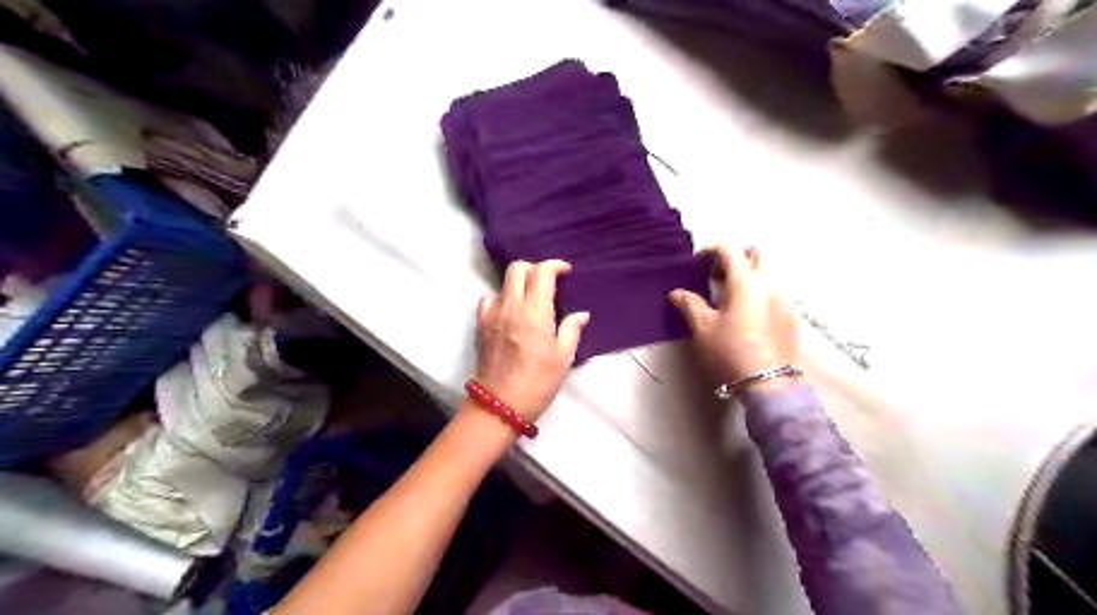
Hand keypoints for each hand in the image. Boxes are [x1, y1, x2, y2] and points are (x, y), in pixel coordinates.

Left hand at [473, 260, 586, 422]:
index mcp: (535, 311)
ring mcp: (492, 314)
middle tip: (547, 281)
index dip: (555, 265)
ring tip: (529, 299)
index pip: (542, 272)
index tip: (565, 271)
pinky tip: (509, 313)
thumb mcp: (564, 357)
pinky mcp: (480, 325)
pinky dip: (500, 299)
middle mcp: (511, 305)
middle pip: (517, 268)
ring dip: (517, 284)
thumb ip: (571, 330)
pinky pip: (488, 300)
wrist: (500, 404)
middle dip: (534, 268)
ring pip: (502, 283)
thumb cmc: (538, 381)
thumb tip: (581, 314)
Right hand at [669, 245, 797, 383]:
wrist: (767, 384)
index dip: (710, 251)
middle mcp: (769, 283)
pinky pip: (774, 293)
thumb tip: (677, 293)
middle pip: (755, 254)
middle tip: (716, 277)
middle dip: (735, 258)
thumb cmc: (729, 351)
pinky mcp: (791, 317)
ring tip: (729, 298)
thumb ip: (689, 304)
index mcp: (745, 281)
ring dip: (748, 276)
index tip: (697, 265)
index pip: (729, 249)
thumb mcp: (702, 328)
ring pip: (767, 273)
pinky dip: (759, 293)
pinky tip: (746, 317)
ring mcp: (783, 300)